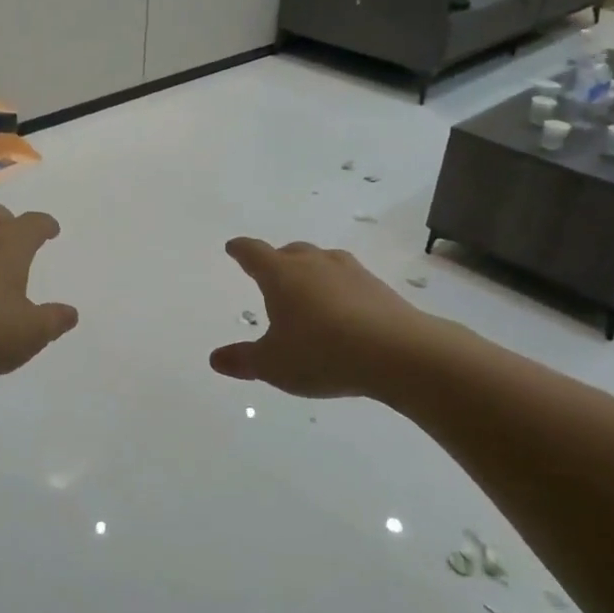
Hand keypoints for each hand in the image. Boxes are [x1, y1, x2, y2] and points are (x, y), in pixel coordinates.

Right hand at [210, 238, 431, 398]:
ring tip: (308, 290)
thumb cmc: (322, 353)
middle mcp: (313, 264)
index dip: (240, 250)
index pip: (253, 253)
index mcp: (281, 275)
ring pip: (322, 261)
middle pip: (290, 252)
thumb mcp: (273, 364)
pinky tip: (343, 310)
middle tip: (271, 274)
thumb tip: (215, 358)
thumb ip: (243, 360)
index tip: (233, 248)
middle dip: (277, 261)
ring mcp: (349, 272)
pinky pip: (348, 279)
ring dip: (311, 271)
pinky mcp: (377, 287)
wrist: (397, 353)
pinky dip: (338, 288)